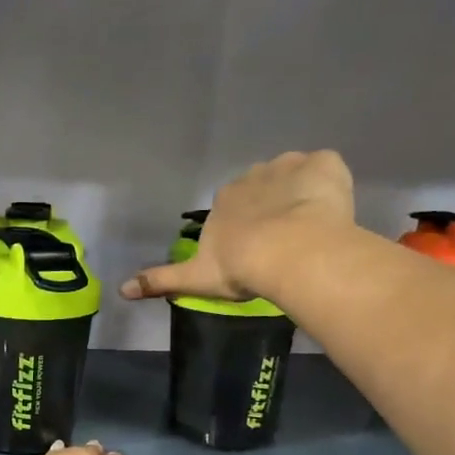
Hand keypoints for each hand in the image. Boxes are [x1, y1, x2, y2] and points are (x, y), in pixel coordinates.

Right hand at [120, 149, 356, 304]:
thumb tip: (121, 290)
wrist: (288, 252)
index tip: (255, 248)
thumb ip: (161, 281)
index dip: (245, 225)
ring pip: (295, 176)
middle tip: (285, 240)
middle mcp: (253, 175)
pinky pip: (326, 168)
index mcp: (225, 200)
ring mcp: (290, 166)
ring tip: (312, 227)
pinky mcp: (324, 165)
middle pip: (263, 187)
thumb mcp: (195, 279)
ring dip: (301, 194)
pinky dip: (330, 184)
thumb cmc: (240, 266)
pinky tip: (332, 211)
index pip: (233, 205)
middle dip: (273, 206)